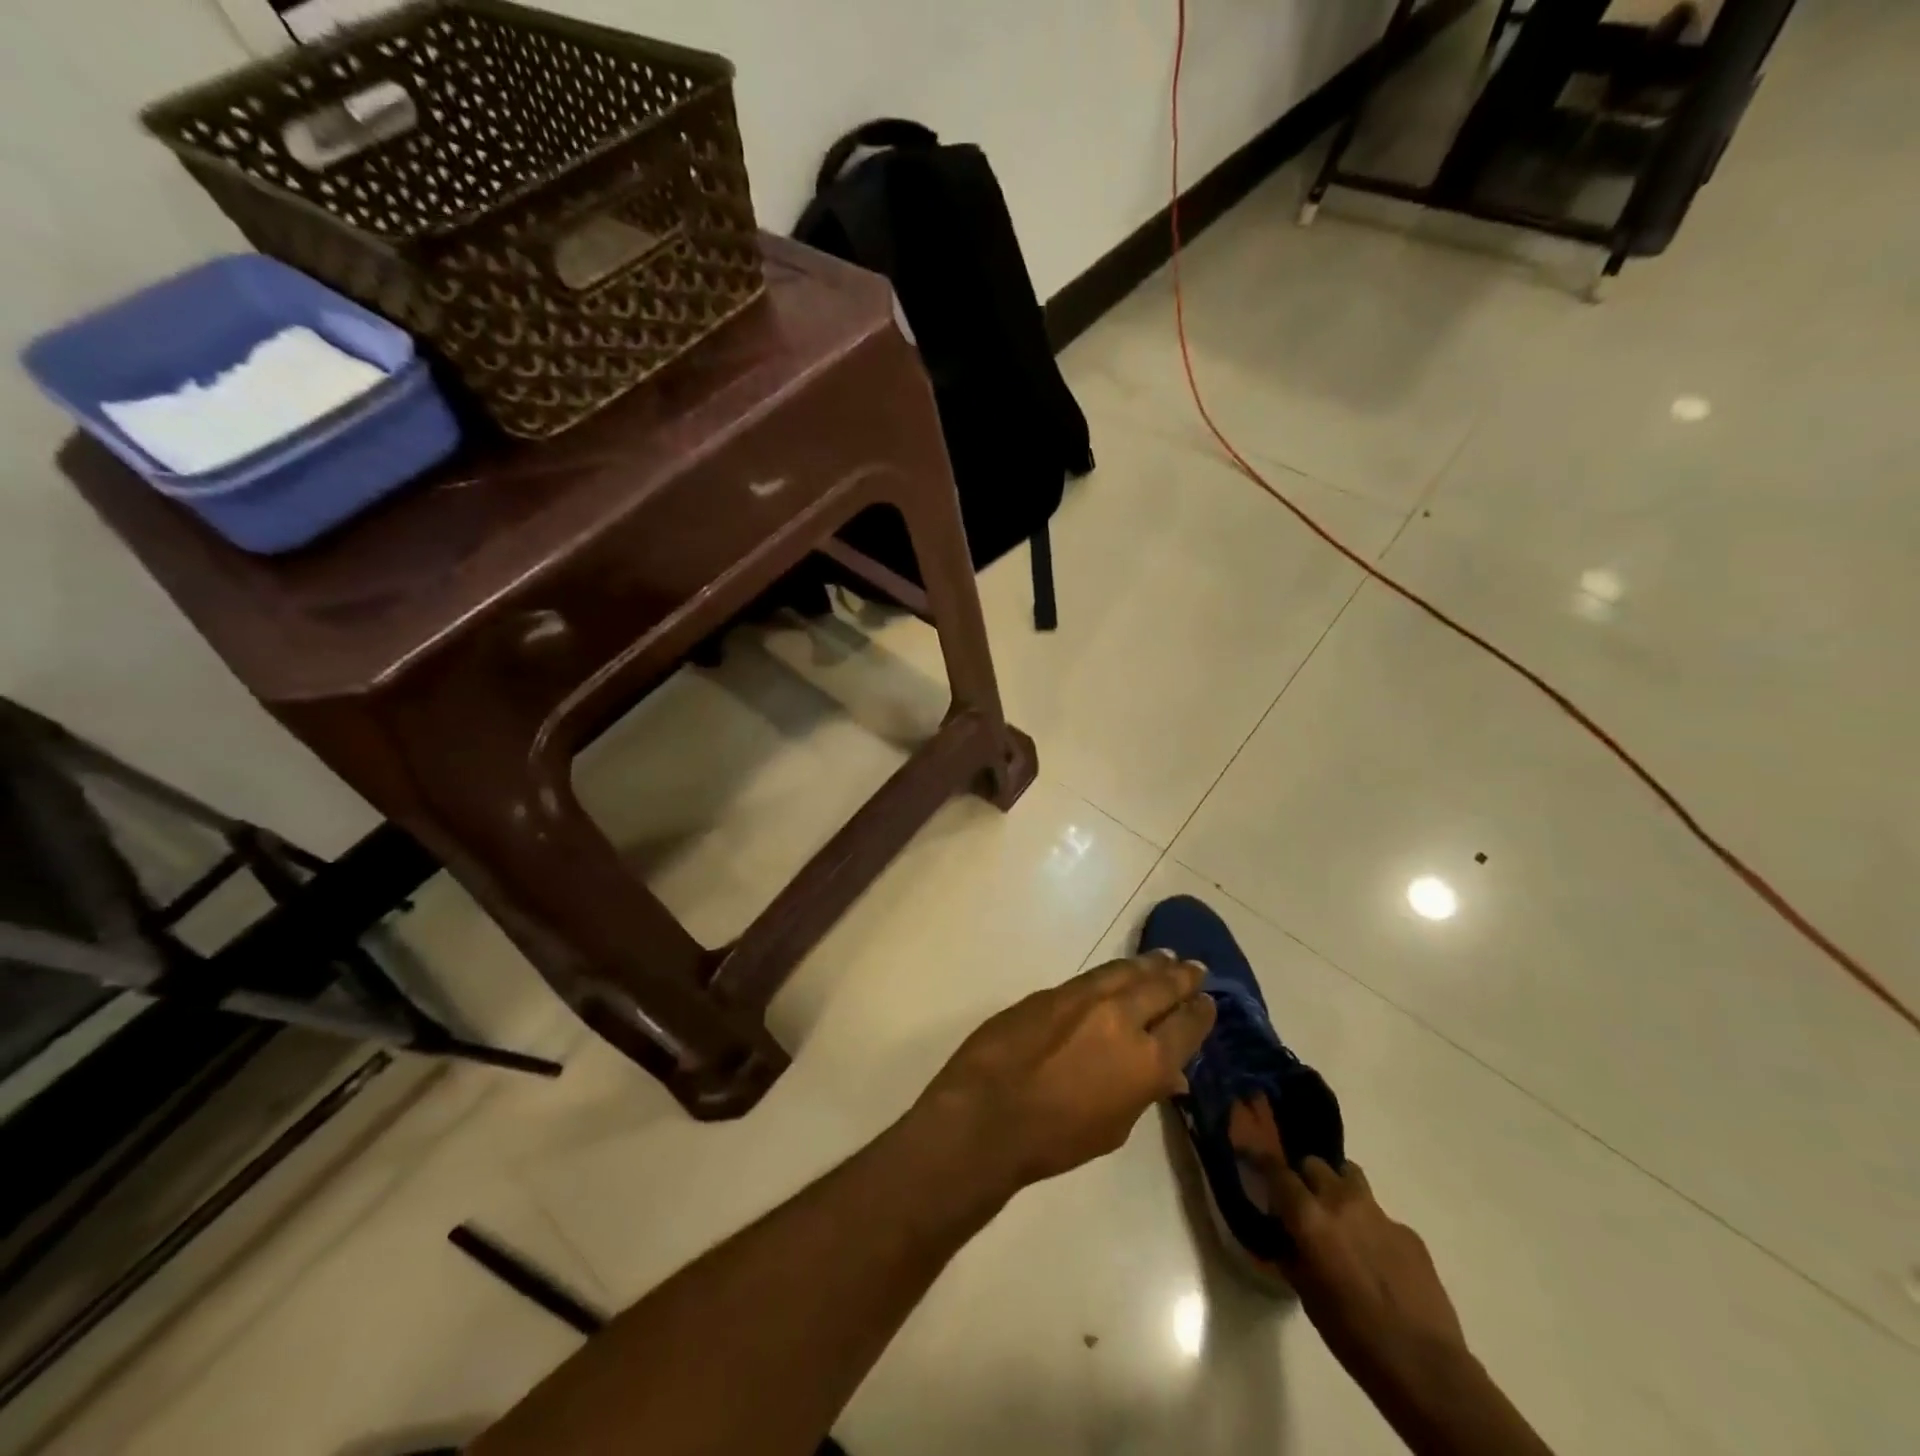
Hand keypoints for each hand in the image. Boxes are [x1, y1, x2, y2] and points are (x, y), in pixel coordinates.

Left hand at [914, 953, 1216, 1197]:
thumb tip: (1168, 1073)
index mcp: (1146, 1061)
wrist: (989, 1112)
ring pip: (1126, 972)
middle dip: (1181, 978)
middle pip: (1160, 988)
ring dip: (1149, 965)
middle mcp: (1122, 1018)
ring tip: (1164, 958)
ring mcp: (1084, 998)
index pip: (1186, 1027)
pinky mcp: (1052, 992)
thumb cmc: (1055, 1138)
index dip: (1200, 1013)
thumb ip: (1142, 1092)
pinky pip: (1093, 977)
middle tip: (1195, 968)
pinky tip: (1118, 973)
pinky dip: (1113, 973)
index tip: (1208, 1001)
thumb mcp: (1113, 1127)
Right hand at [1231, 1099, 1465, 1374]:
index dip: (1261, 1160)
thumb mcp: (1305, 1293)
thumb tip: (1286, 1235)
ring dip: (1338, 1187)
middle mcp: (1340, 1201)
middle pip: (1314, 1164)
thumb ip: (1291, 1252)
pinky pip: (1381, 1215)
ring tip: (1340, 1217)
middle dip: (1305, 1177)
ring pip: (1350, 1176)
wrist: (1424, 1366)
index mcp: (1309, 1217)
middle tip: (1303, 1202)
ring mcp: (1379, 1213)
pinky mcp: (1409, 1232)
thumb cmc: (1352, 1334)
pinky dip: (1371, 1226)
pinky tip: (1378, 1259)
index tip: (1251, 1154)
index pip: (1277, 1170)